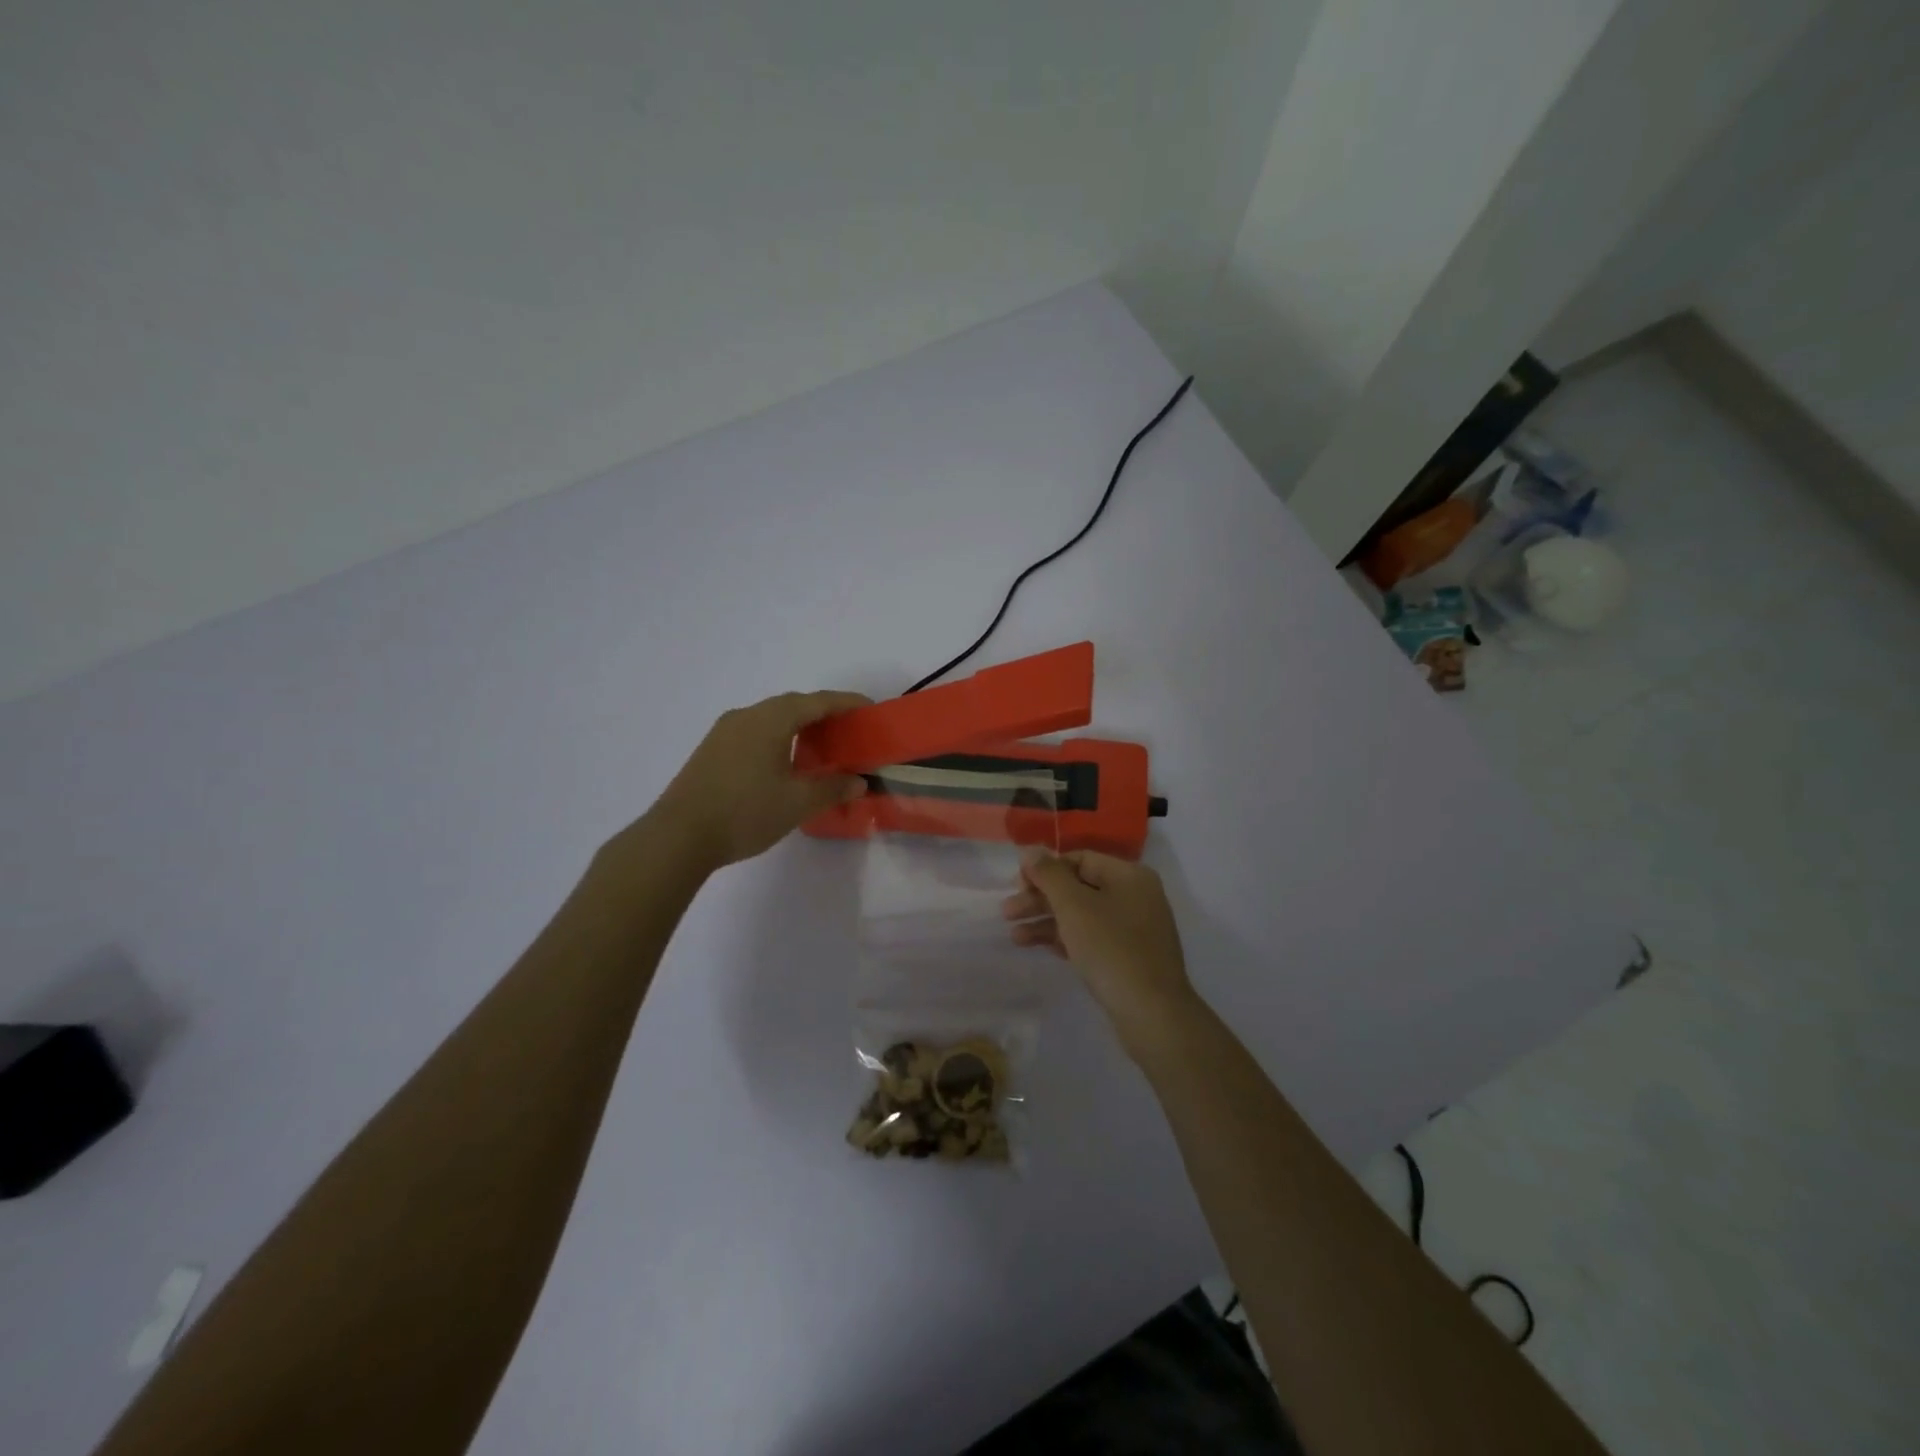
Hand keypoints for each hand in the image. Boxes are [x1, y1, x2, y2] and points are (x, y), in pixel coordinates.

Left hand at [648, 690, 869, 870]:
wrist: (678, 836)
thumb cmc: (745, 813)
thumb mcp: (797, 803)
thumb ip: (832, 788)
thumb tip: (858, 781)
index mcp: (771, 719)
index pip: (818, 701)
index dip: (847, 703)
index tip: (870, 709)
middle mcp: (747, 715)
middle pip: (793, 704)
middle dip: (824, 713)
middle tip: (848, 730)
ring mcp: (724, 731)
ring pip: (771, 718)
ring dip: (799, 726)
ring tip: (820, 747)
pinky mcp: (712, 749)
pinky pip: (754, 731)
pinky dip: (778, 737)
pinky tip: (784, 762)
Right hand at [1002, 850, 1198, 1052]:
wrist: (1152, 1013)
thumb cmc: (1111, 949)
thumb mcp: (1074, 906)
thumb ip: (1049, 875)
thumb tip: (1030, 849)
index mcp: (1129, 876)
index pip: (1080, 859)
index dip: (1045, 869)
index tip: (1016, 884)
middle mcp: (1135, 896)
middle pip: (1079, 887)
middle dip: (1040, 898)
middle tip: (1007, 912)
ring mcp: (1134, 929)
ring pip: (1082, 915)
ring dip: (1046, 921)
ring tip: (1014, 936)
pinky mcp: (1128, 957)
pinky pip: (1090, 938)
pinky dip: (1064, 938)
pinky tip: (1036, 947)